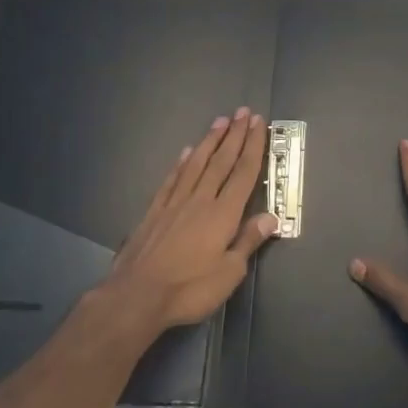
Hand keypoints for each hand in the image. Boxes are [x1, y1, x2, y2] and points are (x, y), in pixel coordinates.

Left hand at [104, 108, 278, 331]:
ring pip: (196, 163)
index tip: (258, 123)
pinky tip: (185, 152)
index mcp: (223, 214)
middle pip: (221, 161)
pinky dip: (181, 163)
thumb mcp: (229, 273)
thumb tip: (271, 218)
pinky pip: (172, 179)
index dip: (253, 146)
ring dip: (210, 141)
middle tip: (243, 112)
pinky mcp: (154, 211)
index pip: (243, 173)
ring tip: (220, 121)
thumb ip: (248, 242)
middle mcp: (200, 200)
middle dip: (235, 135)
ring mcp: (175, 203)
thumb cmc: (189, 288)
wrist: (137, 295)